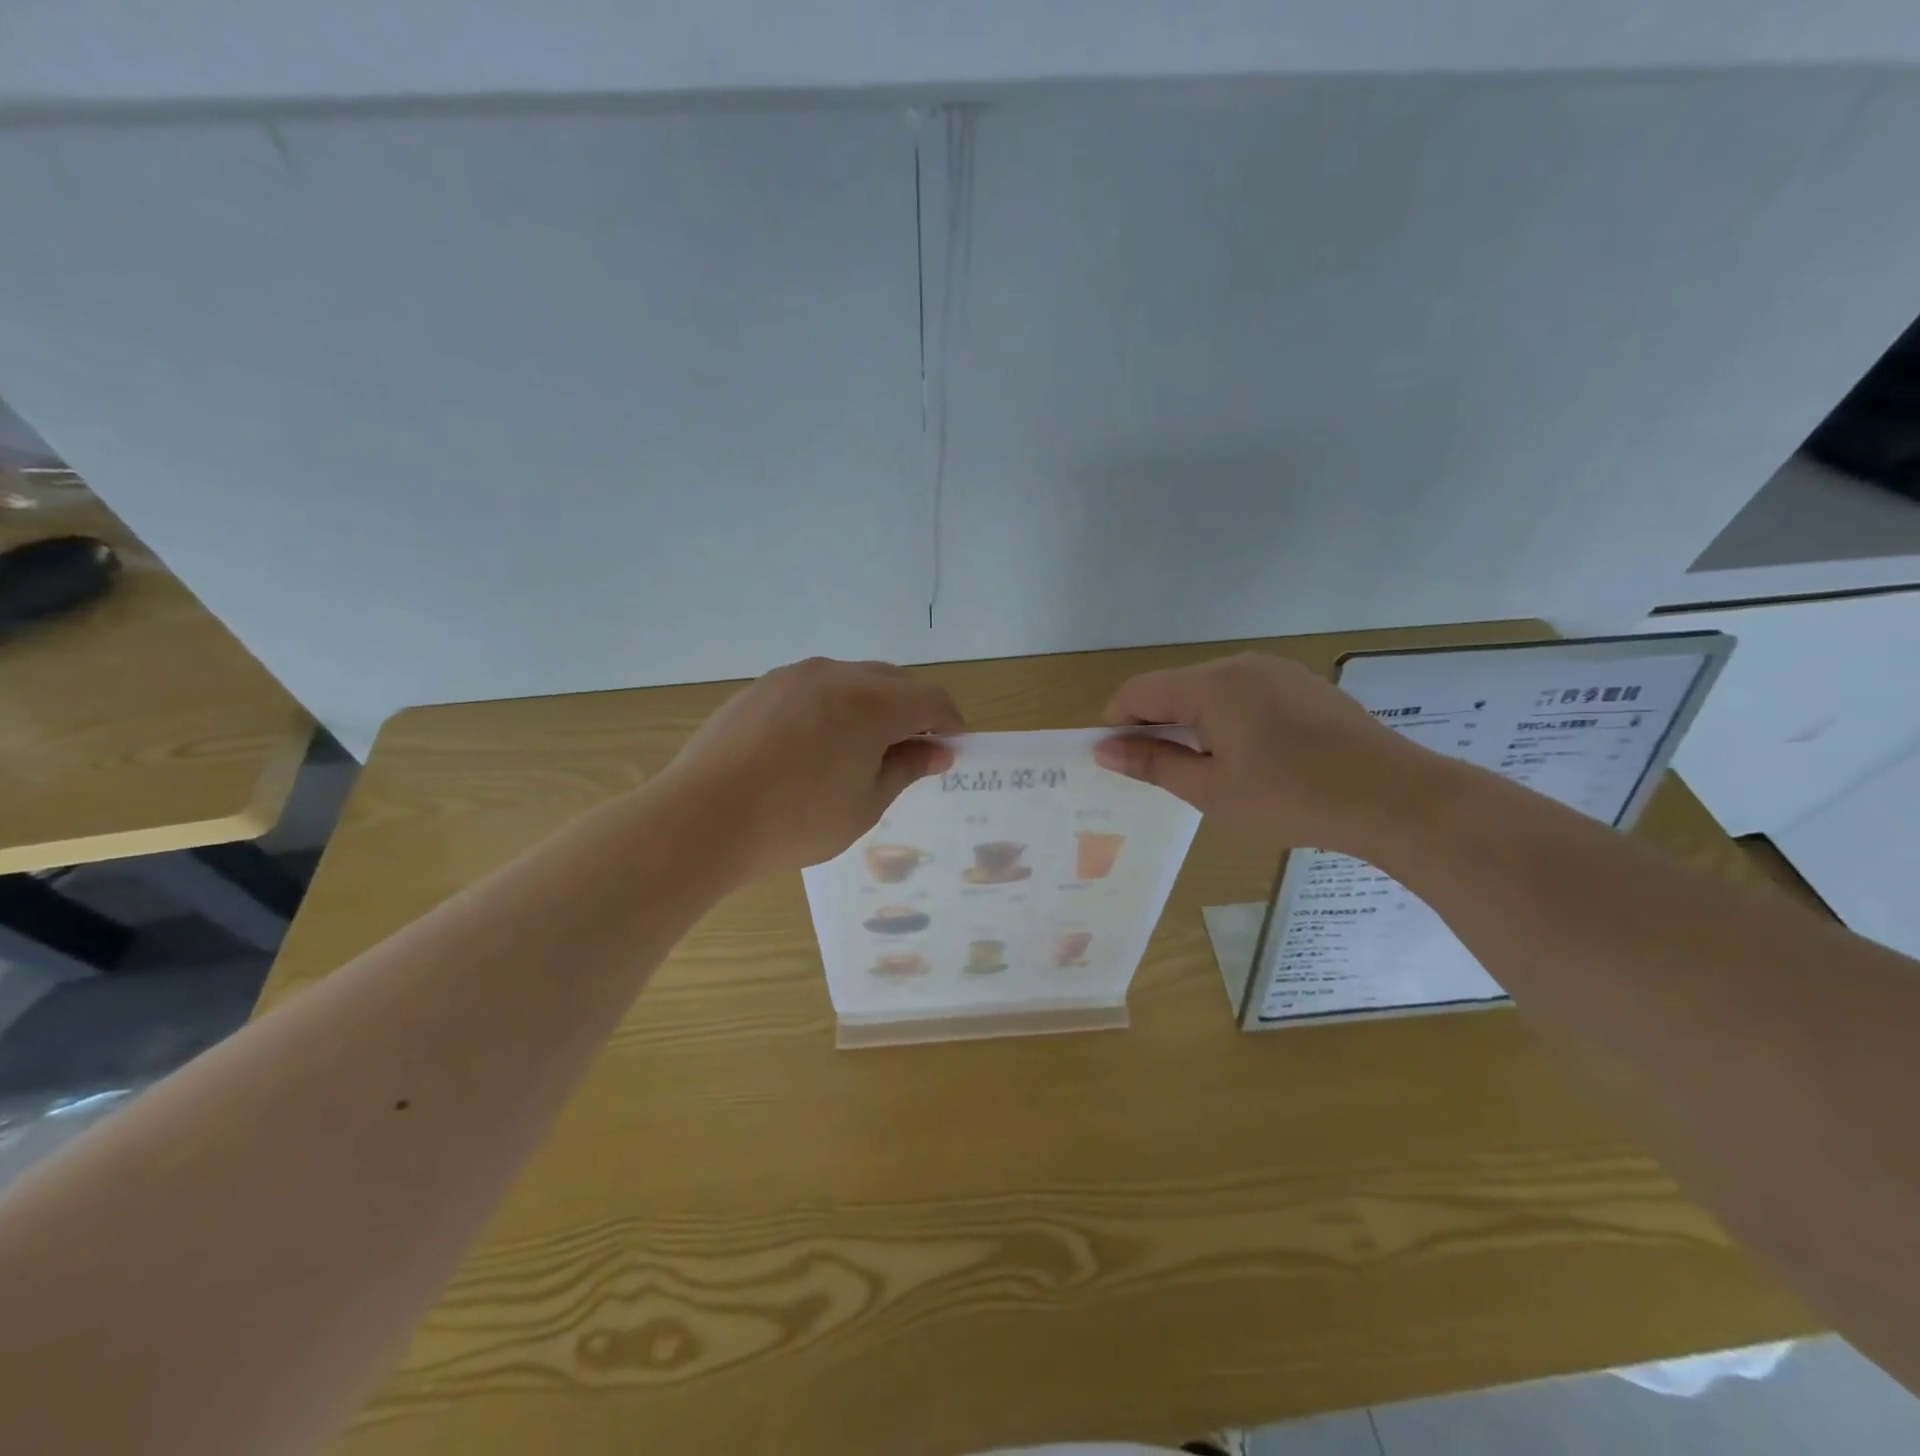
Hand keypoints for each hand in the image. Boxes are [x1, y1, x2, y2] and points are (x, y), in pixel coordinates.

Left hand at [661, 658, 963, 879]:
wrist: (702, 819)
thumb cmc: (796, 820)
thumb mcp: (865, 804)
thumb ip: (906, 769)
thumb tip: (937, 752)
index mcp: (871, 702)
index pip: (931, 698)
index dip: (950, 722)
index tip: (954, 749)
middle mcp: (836, 674)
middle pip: (894, 681)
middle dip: (913, 712)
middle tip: (912, 753)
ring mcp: (793, 676)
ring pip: (852, 680)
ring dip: (872, 706)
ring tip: (862, 750)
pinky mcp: (761, 687)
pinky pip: (815, 687)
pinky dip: (833, 707)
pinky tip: (815, 746)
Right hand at [1093, 652, 1432, 855]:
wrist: (1394, 797)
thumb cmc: (1290, 799)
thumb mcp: (1211, 791)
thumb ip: (1154, 764)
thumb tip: (1106, 751)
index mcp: (1211, 685)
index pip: (1138, 691)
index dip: (1117, 723)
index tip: (1117, 761)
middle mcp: (1241, 665)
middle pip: (1175, 687)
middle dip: (1155, 725)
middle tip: (1158, 772)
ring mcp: (1278, 672)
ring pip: (1211, 691)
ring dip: (1192, 723)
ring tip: (1205, 770)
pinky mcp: (1305, 686)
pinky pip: (1246, 695)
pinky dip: (1228, 720)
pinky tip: (1250, 758)